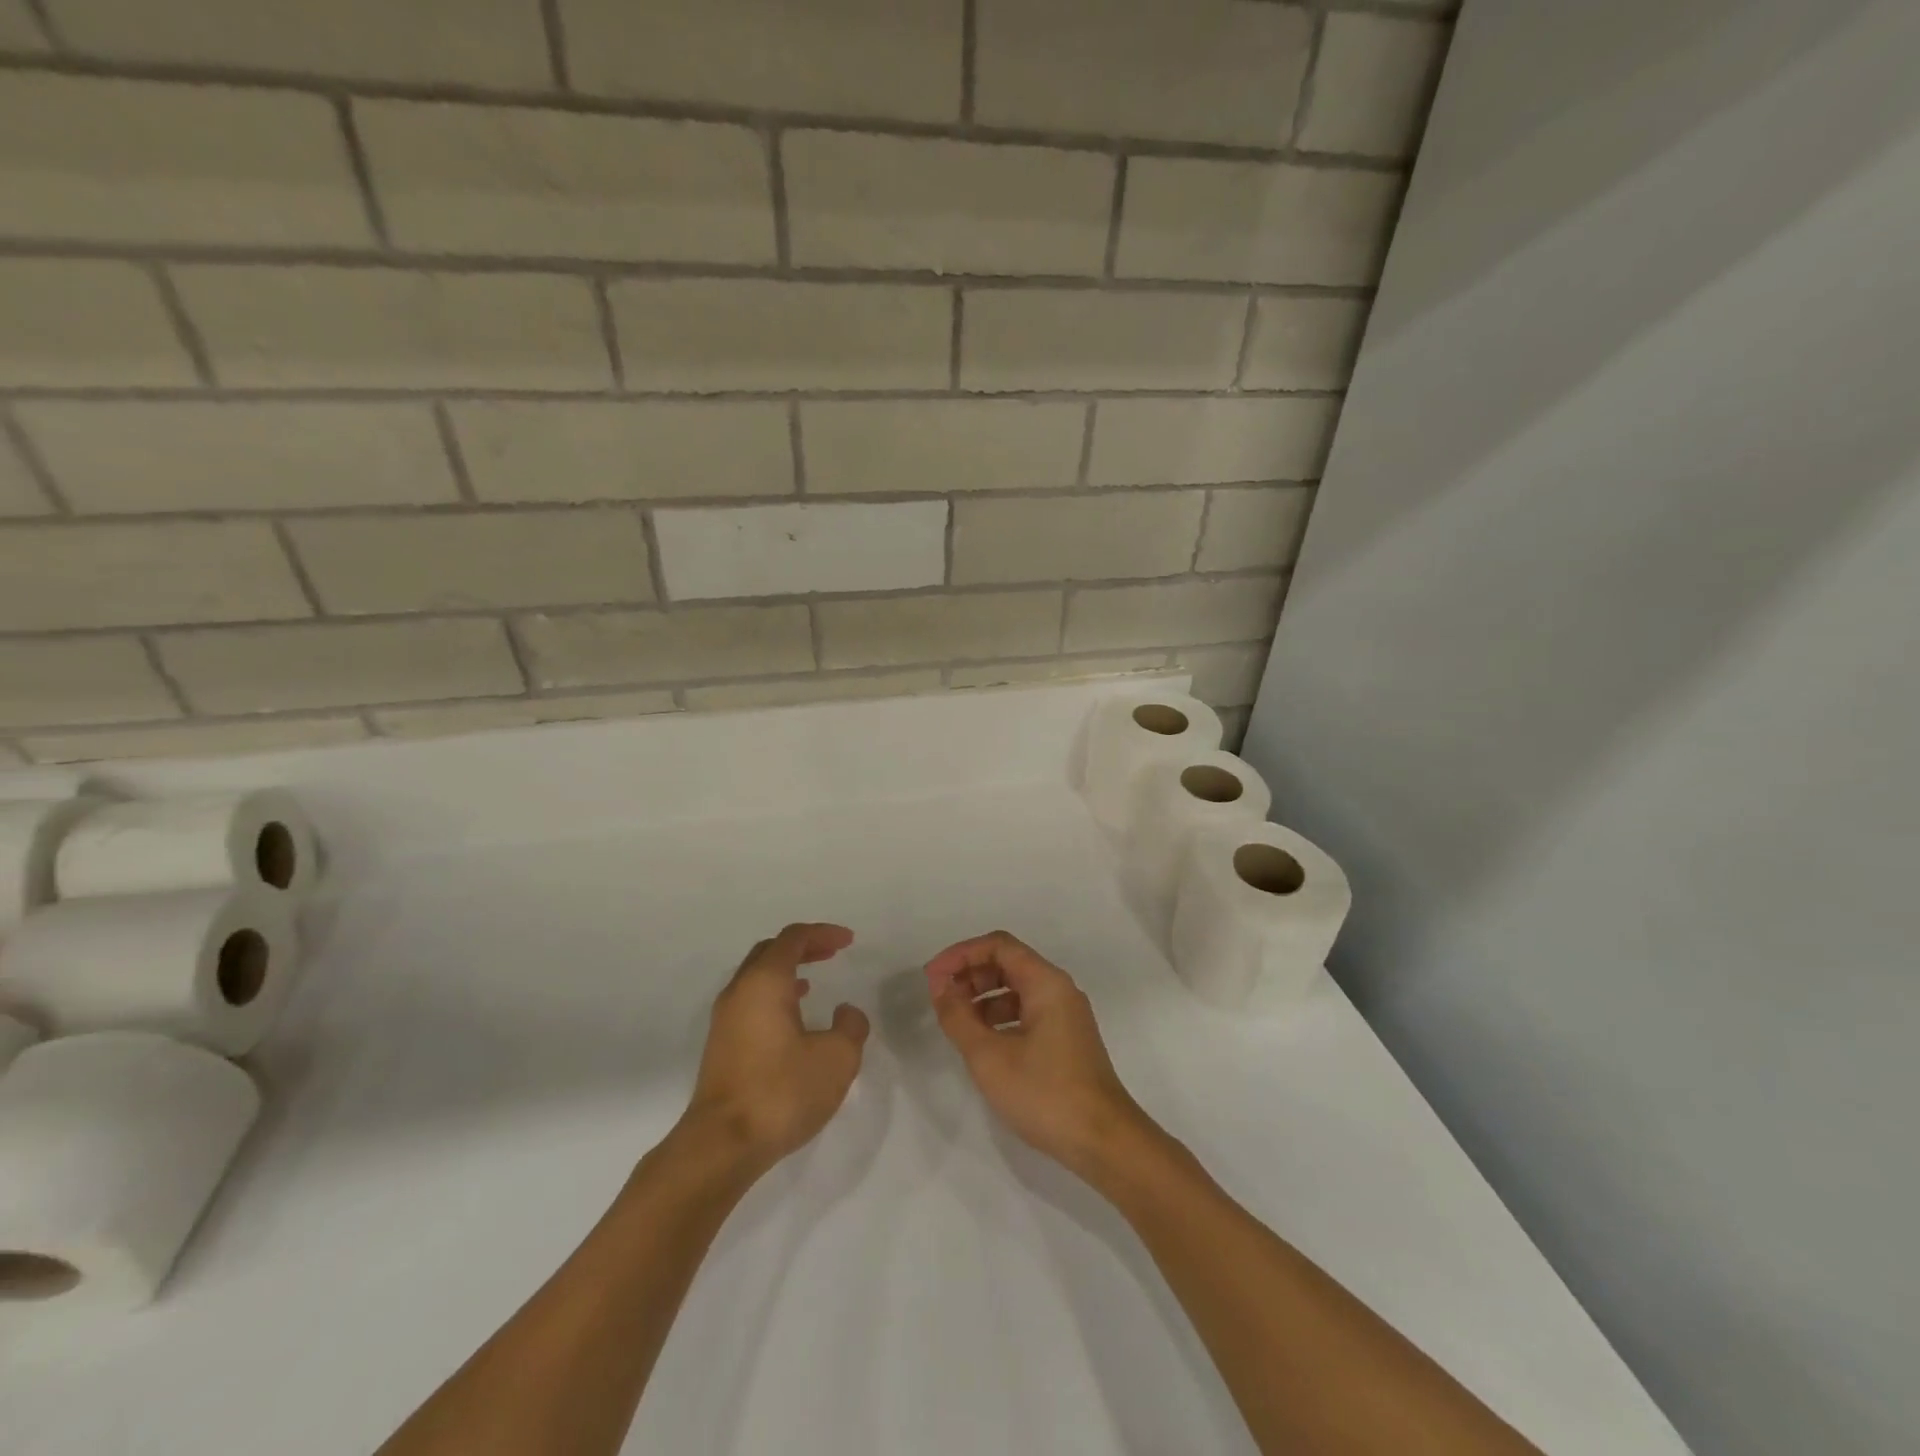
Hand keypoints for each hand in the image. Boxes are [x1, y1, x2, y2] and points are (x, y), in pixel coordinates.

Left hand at [681, 923, 869, 1171]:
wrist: (721, 1145)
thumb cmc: (781, 1091)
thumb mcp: (836, 1058)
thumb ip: (850, 1027)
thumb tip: (845, 1012)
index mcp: (765, 982)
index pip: (793, 938)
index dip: (823, 933)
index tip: (848, 941)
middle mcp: (739, 991)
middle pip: (770, 952)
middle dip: (802, 947)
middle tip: (830, 953)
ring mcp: (724, 1020)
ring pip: (756, 978)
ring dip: (786, 972)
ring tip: (812, 983)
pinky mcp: (720, 1046)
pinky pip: (749, 1002)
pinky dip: (773, 996)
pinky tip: (791, 1020)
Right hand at [924, 931, 1150, 1179]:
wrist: (1103, 1141)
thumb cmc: (1044, 1093)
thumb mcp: (989, 1056)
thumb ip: (958, 1017)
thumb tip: (940, 987)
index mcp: (1046, 982)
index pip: (998, 945)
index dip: (961, 954)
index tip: (932, 977)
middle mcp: (1059, 989)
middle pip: (1008, 963)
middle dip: (970, 974)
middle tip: (940, 998)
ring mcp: (1066, 1014)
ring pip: (1017, 988)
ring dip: (983, 997)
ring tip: (956, 1021)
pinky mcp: (1067, 1039)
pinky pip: (1027, 1011)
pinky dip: (1000, 1017)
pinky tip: (983, 1042)